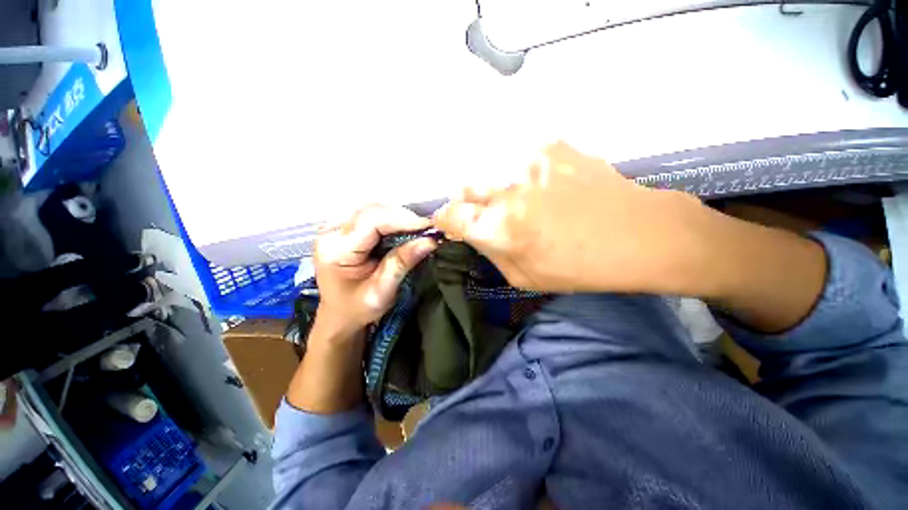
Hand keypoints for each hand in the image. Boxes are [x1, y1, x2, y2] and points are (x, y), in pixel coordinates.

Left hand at [314, 204, 437, 333]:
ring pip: (373, 208)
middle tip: (426, 230)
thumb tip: (429, 241)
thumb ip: (402, 263)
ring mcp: (336, 226)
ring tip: (417, 231)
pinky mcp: (344, 227)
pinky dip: (391, 219)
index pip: (372, 221)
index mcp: (335, 249)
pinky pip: (371, 214)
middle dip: (403, 217)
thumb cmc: (357, 308)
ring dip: (398, 217)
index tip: (429, 227)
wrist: (339, 315)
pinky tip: (403, 229)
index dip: (403, 220)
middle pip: (372, 210)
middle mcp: (331, 231)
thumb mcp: (381, 291)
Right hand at [433, 141, 706, 293]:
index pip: (450, 215)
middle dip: (469, 203)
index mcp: (498, 228)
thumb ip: (491, 251)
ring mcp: (530, 162)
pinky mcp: (552, 147)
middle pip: (465, 188)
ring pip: (491, 172)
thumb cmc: (579, 267)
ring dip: (495, 188)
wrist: (640, 234)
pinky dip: (523, 173)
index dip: (447, 219)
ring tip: (521, 200)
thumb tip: (473, 232)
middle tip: (488, 214)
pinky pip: (521, 159)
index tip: (453, 223)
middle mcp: (506, 190)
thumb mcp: (523, 276)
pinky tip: (545, 185)